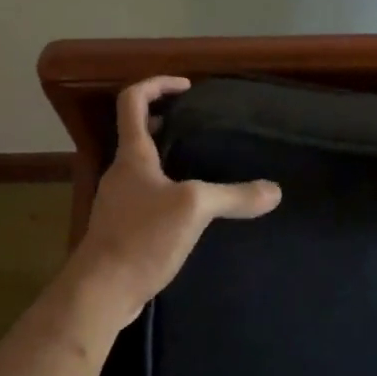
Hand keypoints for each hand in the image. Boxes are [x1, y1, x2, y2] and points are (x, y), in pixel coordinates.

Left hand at [61, 76, 280, 334]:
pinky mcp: (122, 229)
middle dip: (167, 121)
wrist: (102, 291)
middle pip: (138, 132)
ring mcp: (119, 201)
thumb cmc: (141, 237)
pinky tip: (192, 211)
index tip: (187, 87)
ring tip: (203, 165)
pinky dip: (167, 191)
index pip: (132, 100)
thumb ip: (234, 196)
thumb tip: (274, 190)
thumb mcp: (194, 209)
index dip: (157, 84)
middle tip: (200, 126)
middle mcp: (121, 172)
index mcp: (132, 155)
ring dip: (168, 158)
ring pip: (144, 167)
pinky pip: (147, 197)